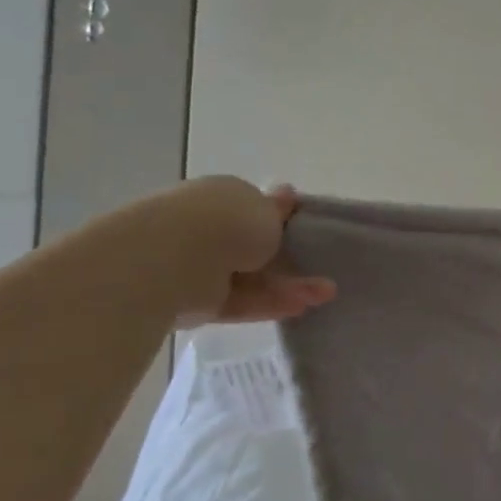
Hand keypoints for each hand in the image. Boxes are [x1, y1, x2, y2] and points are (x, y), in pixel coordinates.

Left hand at [132, 177, 336, 327]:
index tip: (306, 230)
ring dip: (288, 285)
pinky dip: (268, 304)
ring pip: (251, 277)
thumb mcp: (267, 210)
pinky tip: (300, 308)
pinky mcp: (197, 302)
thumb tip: (286, 193)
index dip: (280, 219)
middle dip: (289, 259)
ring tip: (325, 295)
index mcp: (220, 197)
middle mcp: (206, 229)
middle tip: (322, 270)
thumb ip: (278, 210)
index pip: (252, 208)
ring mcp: (199, 266)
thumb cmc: (227, 221)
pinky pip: (239, 302)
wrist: (175, 259)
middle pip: (254, 247)